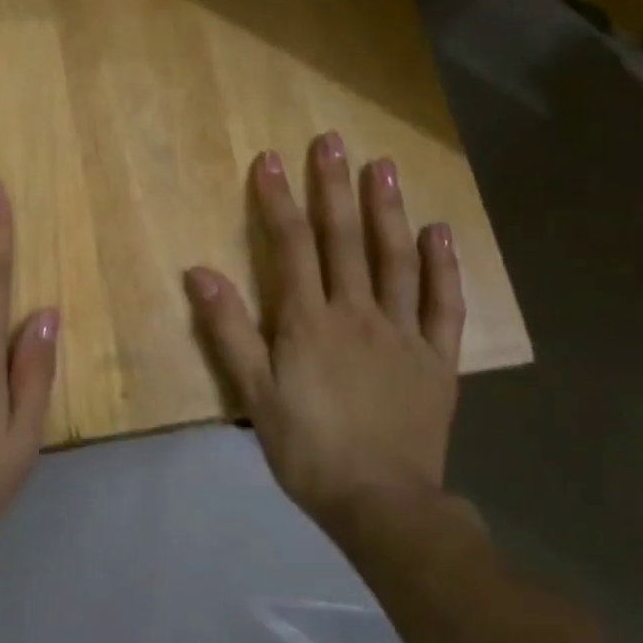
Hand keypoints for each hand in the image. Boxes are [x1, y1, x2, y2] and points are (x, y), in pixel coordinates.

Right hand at [184, 132, 463, 538]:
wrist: (381, 502)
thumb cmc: (307, 449)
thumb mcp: (254, 394)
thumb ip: (228, 330)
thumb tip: (199, 272)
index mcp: (309, 322)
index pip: (292, 247)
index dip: (277, 201)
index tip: (270, 159)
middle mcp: (358, 313)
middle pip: (344, 240)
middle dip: (333, 187)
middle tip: (332, 141)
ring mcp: (403, 332)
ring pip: (395, 259)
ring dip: (387, 210)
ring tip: (383, 166)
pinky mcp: (437, 357)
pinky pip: (443, 303)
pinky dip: (442, 265)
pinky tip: (438, 231)